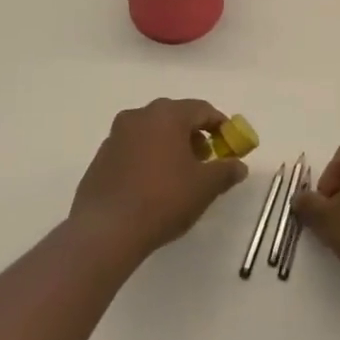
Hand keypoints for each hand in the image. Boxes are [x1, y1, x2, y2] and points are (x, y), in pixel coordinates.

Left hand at [70, 99, 247, 258]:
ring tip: (179, 175)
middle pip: (175, 117)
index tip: (229, 144)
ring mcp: (116, 135)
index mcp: (167, 115)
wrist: (107, 229)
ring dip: (169, 146)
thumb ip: (226, 171)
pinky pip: (133, 149)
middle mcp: (139, 116)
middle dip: (193, 135)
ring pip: (152, 132)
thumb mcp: (205, 187)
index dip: (220, 125)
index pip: (202, 109)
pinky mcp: (101, 157)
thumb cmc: (163, 199)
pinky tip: (152, 185)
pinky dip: (148, 158)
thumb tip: (239, 166)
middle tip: (205, 160)